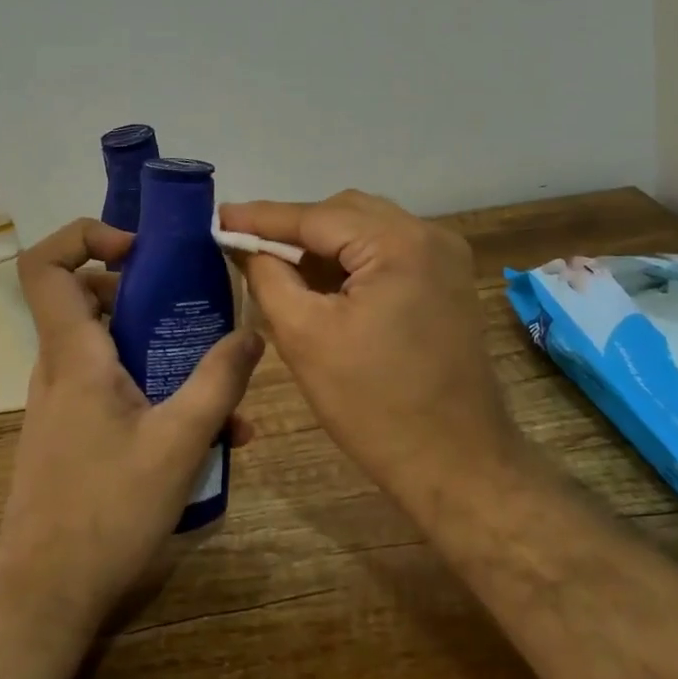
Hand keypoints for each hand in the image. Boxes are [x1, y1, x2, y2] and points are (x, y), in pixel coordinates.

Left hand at [0, 218, 261, 633]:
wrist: (44, 596)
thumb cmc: (107, 510)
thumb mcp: (180, 441)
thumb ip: (220, 381)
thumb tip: (254, 331)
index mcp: (74, 354)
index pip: (46, 266)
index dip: (85, 237)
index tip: (138, 249)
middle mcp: (60, 367)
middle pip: (89, 298)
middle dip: (146, 292)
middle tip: (194, 306)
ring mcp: (64, 401)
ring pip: (110, 345)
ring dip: (162, 348)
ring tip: (220, 380)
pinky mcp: (73, 430)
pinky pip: (114, 385)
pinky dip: (155, 388)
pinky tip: (210, 433)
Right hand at [220, 191, 522, 513]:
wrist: (457, 464)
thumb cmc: (374, 406)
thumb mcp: (305, 337)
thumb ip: (269, 278)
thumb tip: (245, 245)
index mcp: (399, 244)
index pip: (316, 216)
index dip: (263, 217)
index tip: (220, 216)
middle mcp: (429, 235)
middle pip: (345, 213)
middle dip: (294, 228)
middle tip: (247, 245)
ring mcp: (445, 257)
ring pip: (367, 229)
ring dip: (323, 244)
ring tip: (278, 264)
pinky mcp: (447, 280)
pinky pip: (388, 252)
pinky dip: (352, 261)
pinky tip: (322, 282)